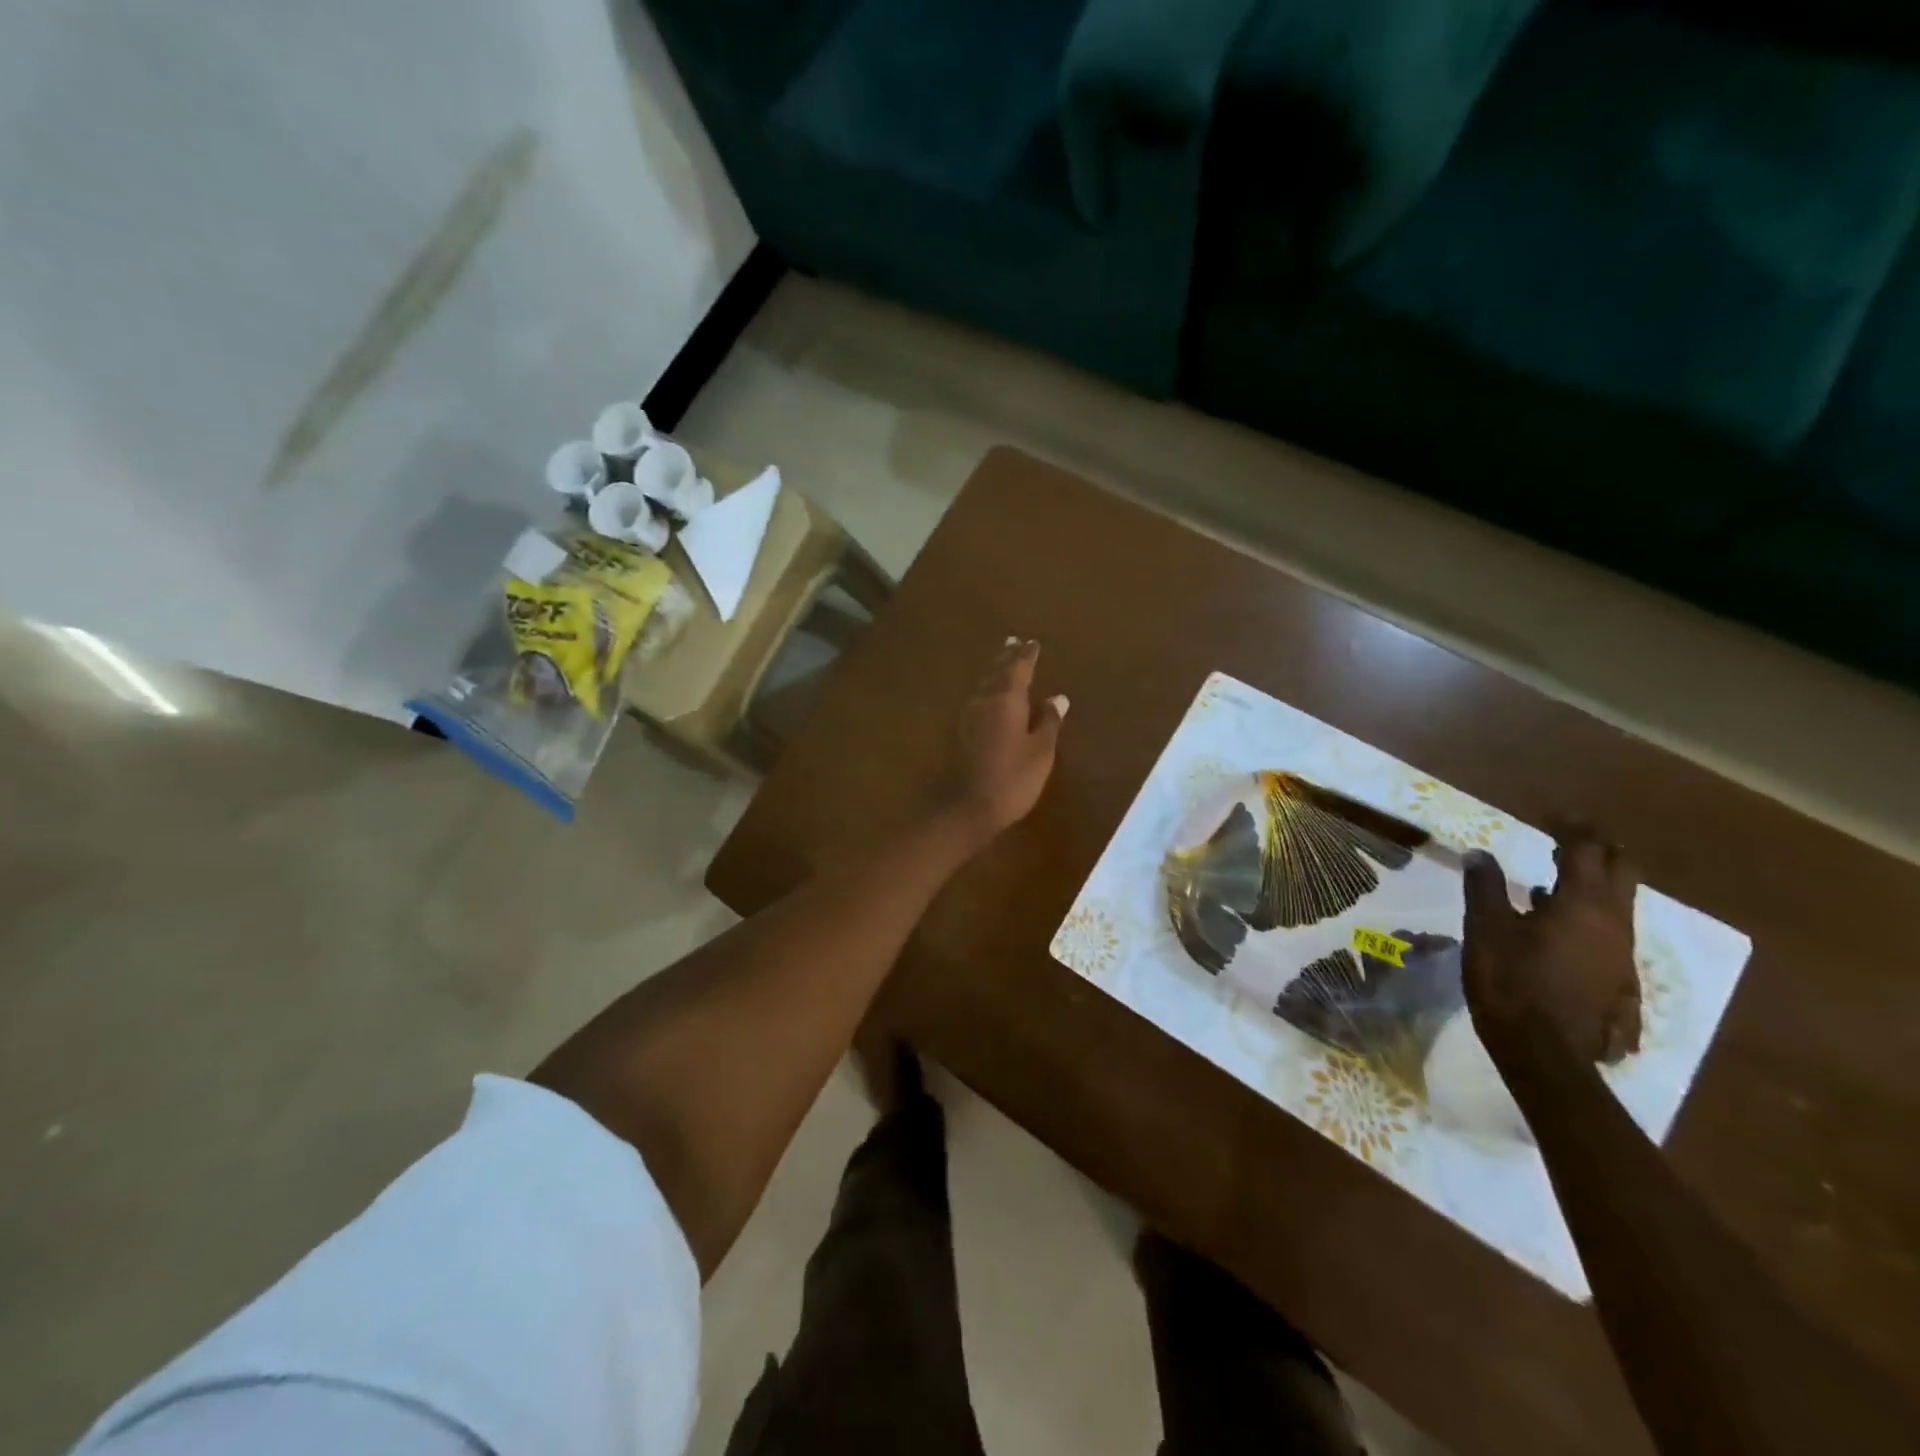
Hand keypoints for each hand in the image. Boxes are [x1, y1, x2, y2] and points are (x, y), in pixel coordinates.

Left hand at [934, 638, 1067, 850]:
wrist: (964, 808)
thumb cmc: (1011, 779)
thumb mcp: (1040, 752)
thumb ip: (1048, 722)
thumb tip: (1057, 698)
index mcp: (1006, 699)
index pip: (1018, 668)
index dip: (1027, 655)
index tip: (1033, 642)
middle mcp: (983, 701)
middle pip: (996, 672)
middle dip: (1007, 657)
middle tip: (1013, 641)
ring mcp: (967, 717)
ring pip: (984, 685)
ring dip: (995, 672)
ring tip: (1004, 662)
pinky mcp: (959, 733)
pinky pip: (977, 701)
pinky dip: (988, 692)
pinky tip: (991, 697)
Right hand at [1461, 823, 1642, 1066]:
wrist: (1545, 1054)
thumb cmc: (1511, 981)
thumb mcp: (1486, 929)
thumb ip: (1485, 887)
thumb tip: (1480, 853)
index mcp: (1583, 904)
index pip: (1586, 850)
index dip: (1572, 827)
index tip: (1553, 814)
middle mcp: (1614, 923)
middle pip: (1621, 872)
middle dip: (1598, 850)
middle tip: (1566, 839)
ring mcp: (1621, 955)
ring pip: (1619, 904)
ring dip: (1593, 883)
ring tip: (1553, 878)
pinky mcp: (1617, 980)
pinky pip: (1610, 933)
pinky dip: (1588, 915)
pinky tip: (1556, 927)